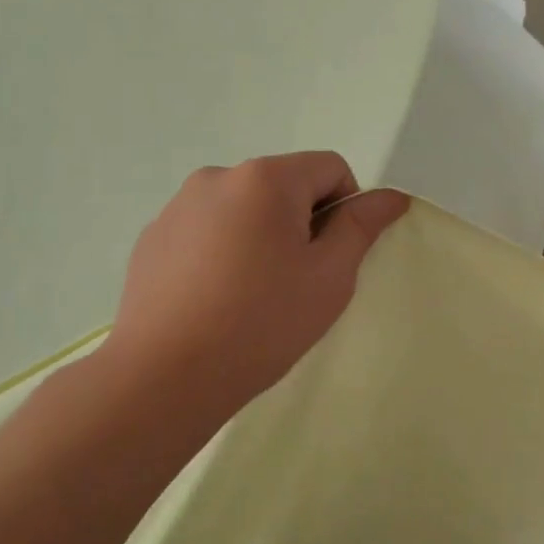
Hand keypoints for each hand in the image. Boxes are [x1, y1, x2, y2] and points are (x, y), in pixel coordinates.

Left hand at [98, 152, 408, 417]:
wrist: (166, 375)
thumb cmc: (263, 321)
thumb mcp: (330, 276)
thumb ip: (361, 226)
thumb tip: (391, 197)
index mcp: (266, 179)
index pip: (330, 168)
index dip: (346, 207)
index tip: (333, 257)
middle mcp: (218, 177)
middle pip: (285, 185)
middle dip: (302, 222)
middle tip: (298, 280)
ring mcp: (178, 206)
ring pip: (245, 209)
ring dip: (262, 235)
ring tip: (254, 293)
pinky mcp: (153, 238)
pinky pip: (208, 230)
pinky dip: (224, 251)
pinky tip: (217, 299)